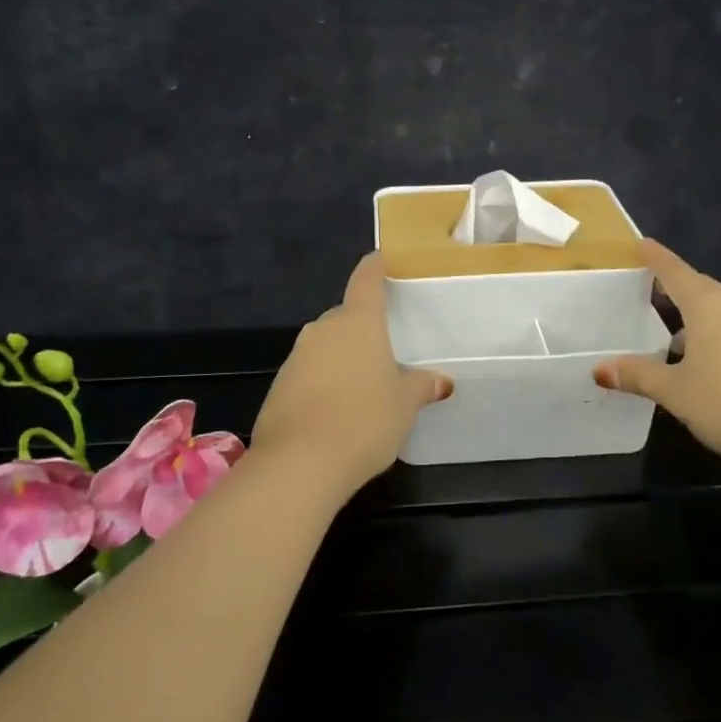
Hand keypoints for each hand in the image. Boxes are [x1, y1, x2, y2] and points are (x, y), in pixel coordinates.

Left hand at [251, 253, 452, 496]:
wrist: (299, 463)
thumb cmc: (364, 421)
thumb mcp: (403, 406)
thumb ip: (421, 387)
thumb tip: (442, 381)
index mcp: (358, 323)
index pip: (366, 281)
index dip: (374, 267)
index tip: (380, 258)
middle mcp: (323, 330)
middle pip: (344, 316)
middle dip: (360, 325)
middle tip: (381, 346)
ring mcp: (296, 357)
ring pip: (324, 345)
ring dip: (340, 356)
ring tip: (360, 384)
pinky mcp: (278, 385)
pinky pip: (307, 372)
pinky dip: (321, 380)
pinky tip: (333, 409)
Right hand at [593, 240, 720, 474]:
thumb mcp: (676, 392)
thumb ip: (639, 376)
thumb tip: (600, 369)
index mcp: (709, 307)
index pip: (675, 273)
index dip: (656, 259)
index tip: (641, 244)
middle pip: (700, 288)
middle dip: (675, 285)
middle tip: (650, 288)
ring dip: (695, 315)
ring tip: (671, 333)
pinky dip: (714, 333)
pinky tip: (704, 360)